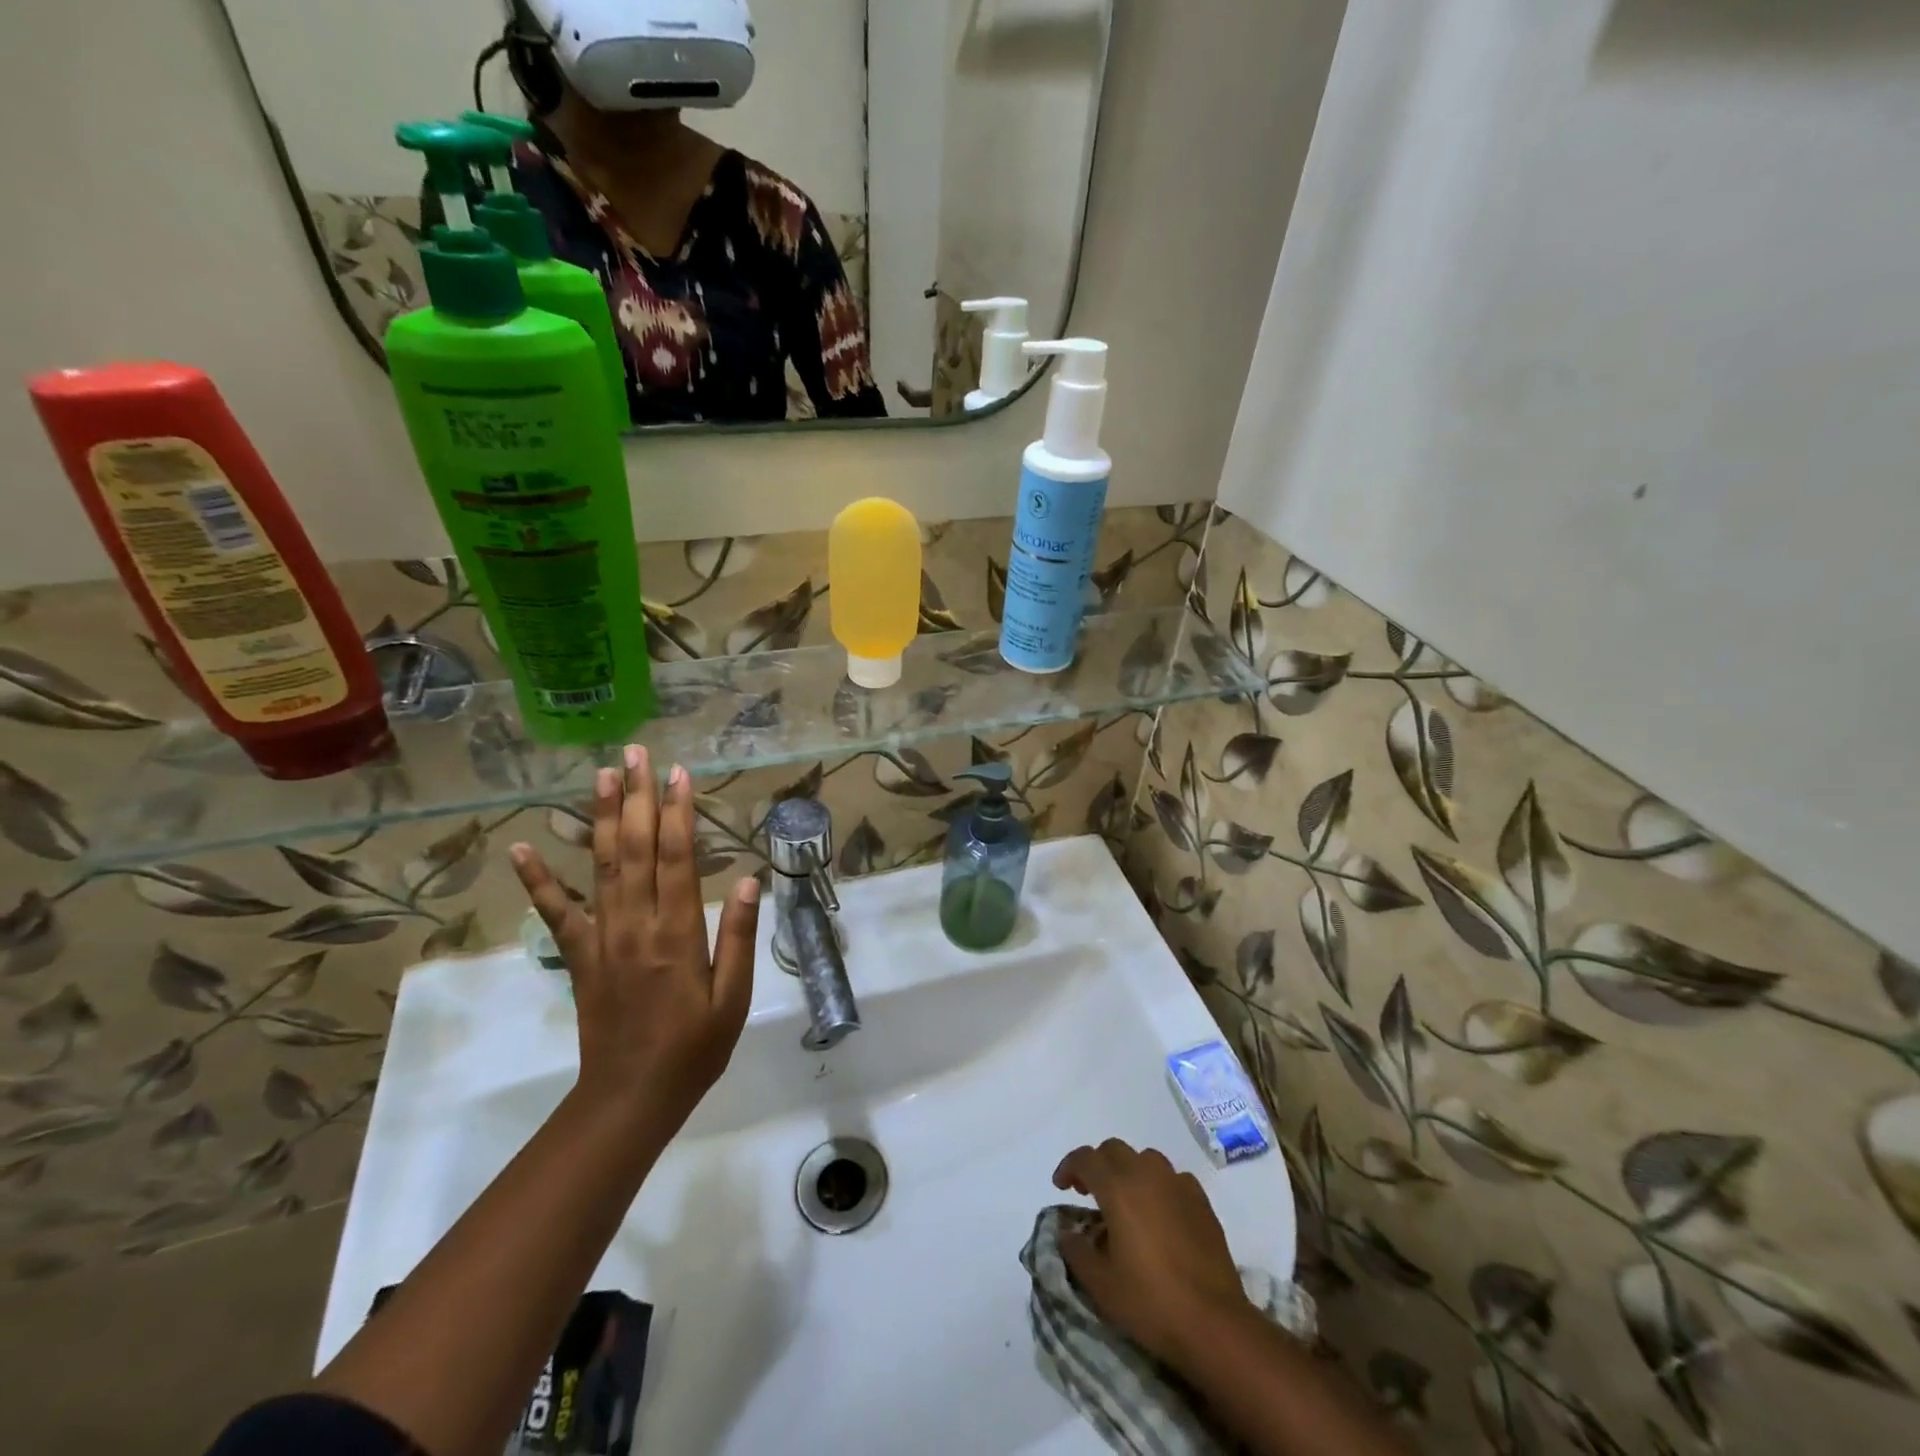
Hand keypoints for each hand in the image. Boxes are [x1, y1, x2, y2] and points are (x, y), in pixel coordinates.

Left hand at [510, 745, 759, 1133]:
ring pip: (602, 866)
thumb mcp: (733, 997)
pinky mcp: (580, 956)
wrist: (631, 1097)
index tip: (678, 773)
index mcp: (678, 932)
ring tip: (601, 775)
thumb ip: (740, 937)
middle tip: (636, 753)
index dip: (679, 812)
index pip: (678, 858)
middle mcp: (636, 924)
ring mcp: (602, 938)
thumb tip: (752, 880)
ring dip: (602, 817)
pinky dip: (538, 879)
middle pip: (637, 848)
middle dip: (638, 797)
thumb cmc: (694, 1048)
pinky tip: (522, 848)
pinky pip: (556, 912)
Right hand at [1053, 1140, 1251, 1369]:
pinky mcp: (1201, 1201)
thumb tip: (1066, 1231)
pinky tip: (1159, 1214)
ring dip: (1128, 1171)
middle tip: (1089, 1193)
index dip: (1068, 1167)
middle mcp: (1147, 1174)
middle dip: (1097, 1165)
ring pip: (1145, 1159)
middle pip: (1114, 1150)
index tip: (1060, 1187)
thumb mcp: (1100, 1284)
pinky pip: (1172, 1178)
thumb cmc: (1151, 1302)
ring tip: (1125, 1202)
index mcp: (1118, 1188)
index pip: (1085, 1158)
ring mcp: (1178, 1184)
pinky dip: (1158, 1186)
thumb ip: (1076, 1250)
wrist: (1214, 1323)